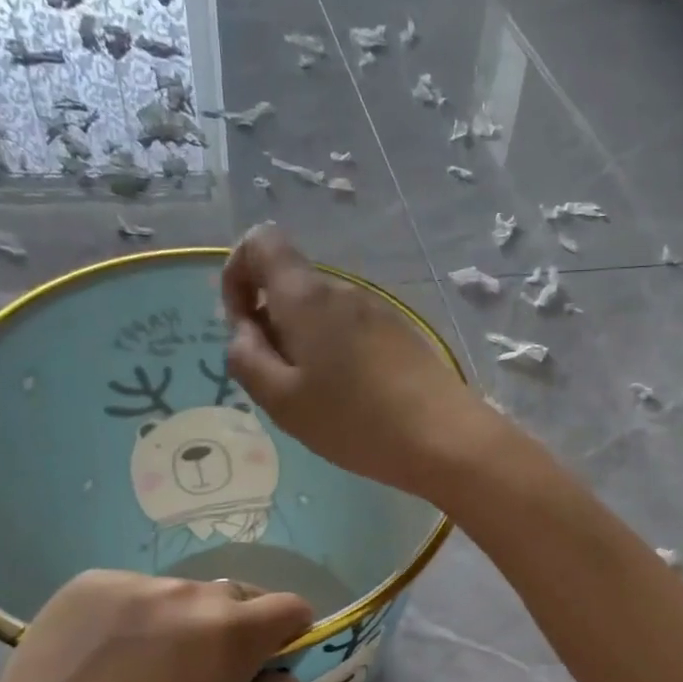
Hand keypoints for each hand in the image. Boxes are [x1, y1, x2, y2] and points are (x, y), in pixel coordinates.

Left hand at [0, 570, 312, 681]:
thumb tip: (282, 673)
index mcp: (229, 634)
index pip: (289, 606)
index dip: (290, 633)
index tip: (270, 662)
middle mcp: (187, 593)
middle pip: (236, 597)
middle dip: (237, 629)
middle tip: (205, 675)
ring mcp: (133, 584)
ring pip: (182, 595)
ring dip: (183, 622)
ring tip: (146, 670)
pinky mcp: (87, 584)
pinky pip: (134, 592)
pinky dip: (136, 617)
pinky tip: (106, 659)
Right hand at [222, 223, 499, 496]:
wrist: (445, 439)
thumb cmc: (355, 422)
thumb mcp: (282, 400)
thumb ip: (246, 358)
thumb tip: (244, 330)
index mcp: (308, 296)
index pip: (261, 242)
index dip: (237, 274)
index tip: (242, 326)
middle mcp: (344, 291)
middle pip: (291, 284)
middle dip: (271, 323)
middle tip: (280, 383)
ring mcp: (378, 311)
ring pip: (322, 313)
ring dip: (304, 344)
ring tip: (317, 399)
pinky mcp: (401, 334)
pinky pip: (351, 330)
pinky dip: (335, 354)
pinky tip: (350, 400)